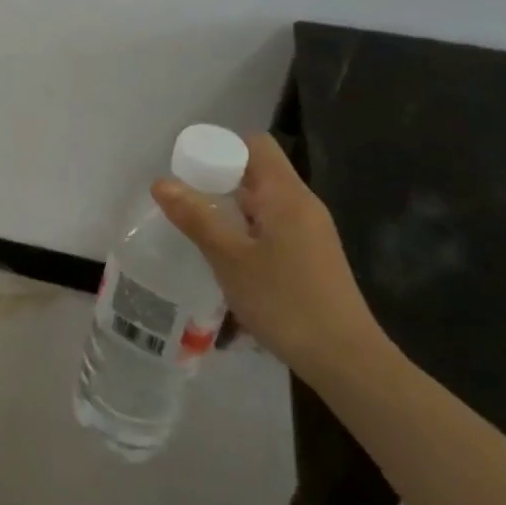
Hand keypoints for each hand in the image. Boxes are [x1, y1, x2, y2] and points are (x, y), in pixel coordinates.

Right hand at [152, 133, 386, 380]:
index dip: (221, 147)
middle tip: (183, 201)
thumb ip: (195, 217)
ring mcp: (311, 233)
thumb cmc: (284, 301)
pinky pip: (272, 228)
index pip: (255, 145)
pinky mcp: (311, 257)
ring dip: (230, 210)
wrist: (344, 359)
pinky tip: (226, 258)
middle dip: (218, 181)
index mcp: (287, 195)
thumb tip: (160, 182)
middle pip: (258, 173)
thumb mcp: (229, 259)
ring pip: (263, 204)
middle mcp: (303, 205)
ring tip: (197, 230)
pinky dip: (246, 232)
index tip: (188, 168)